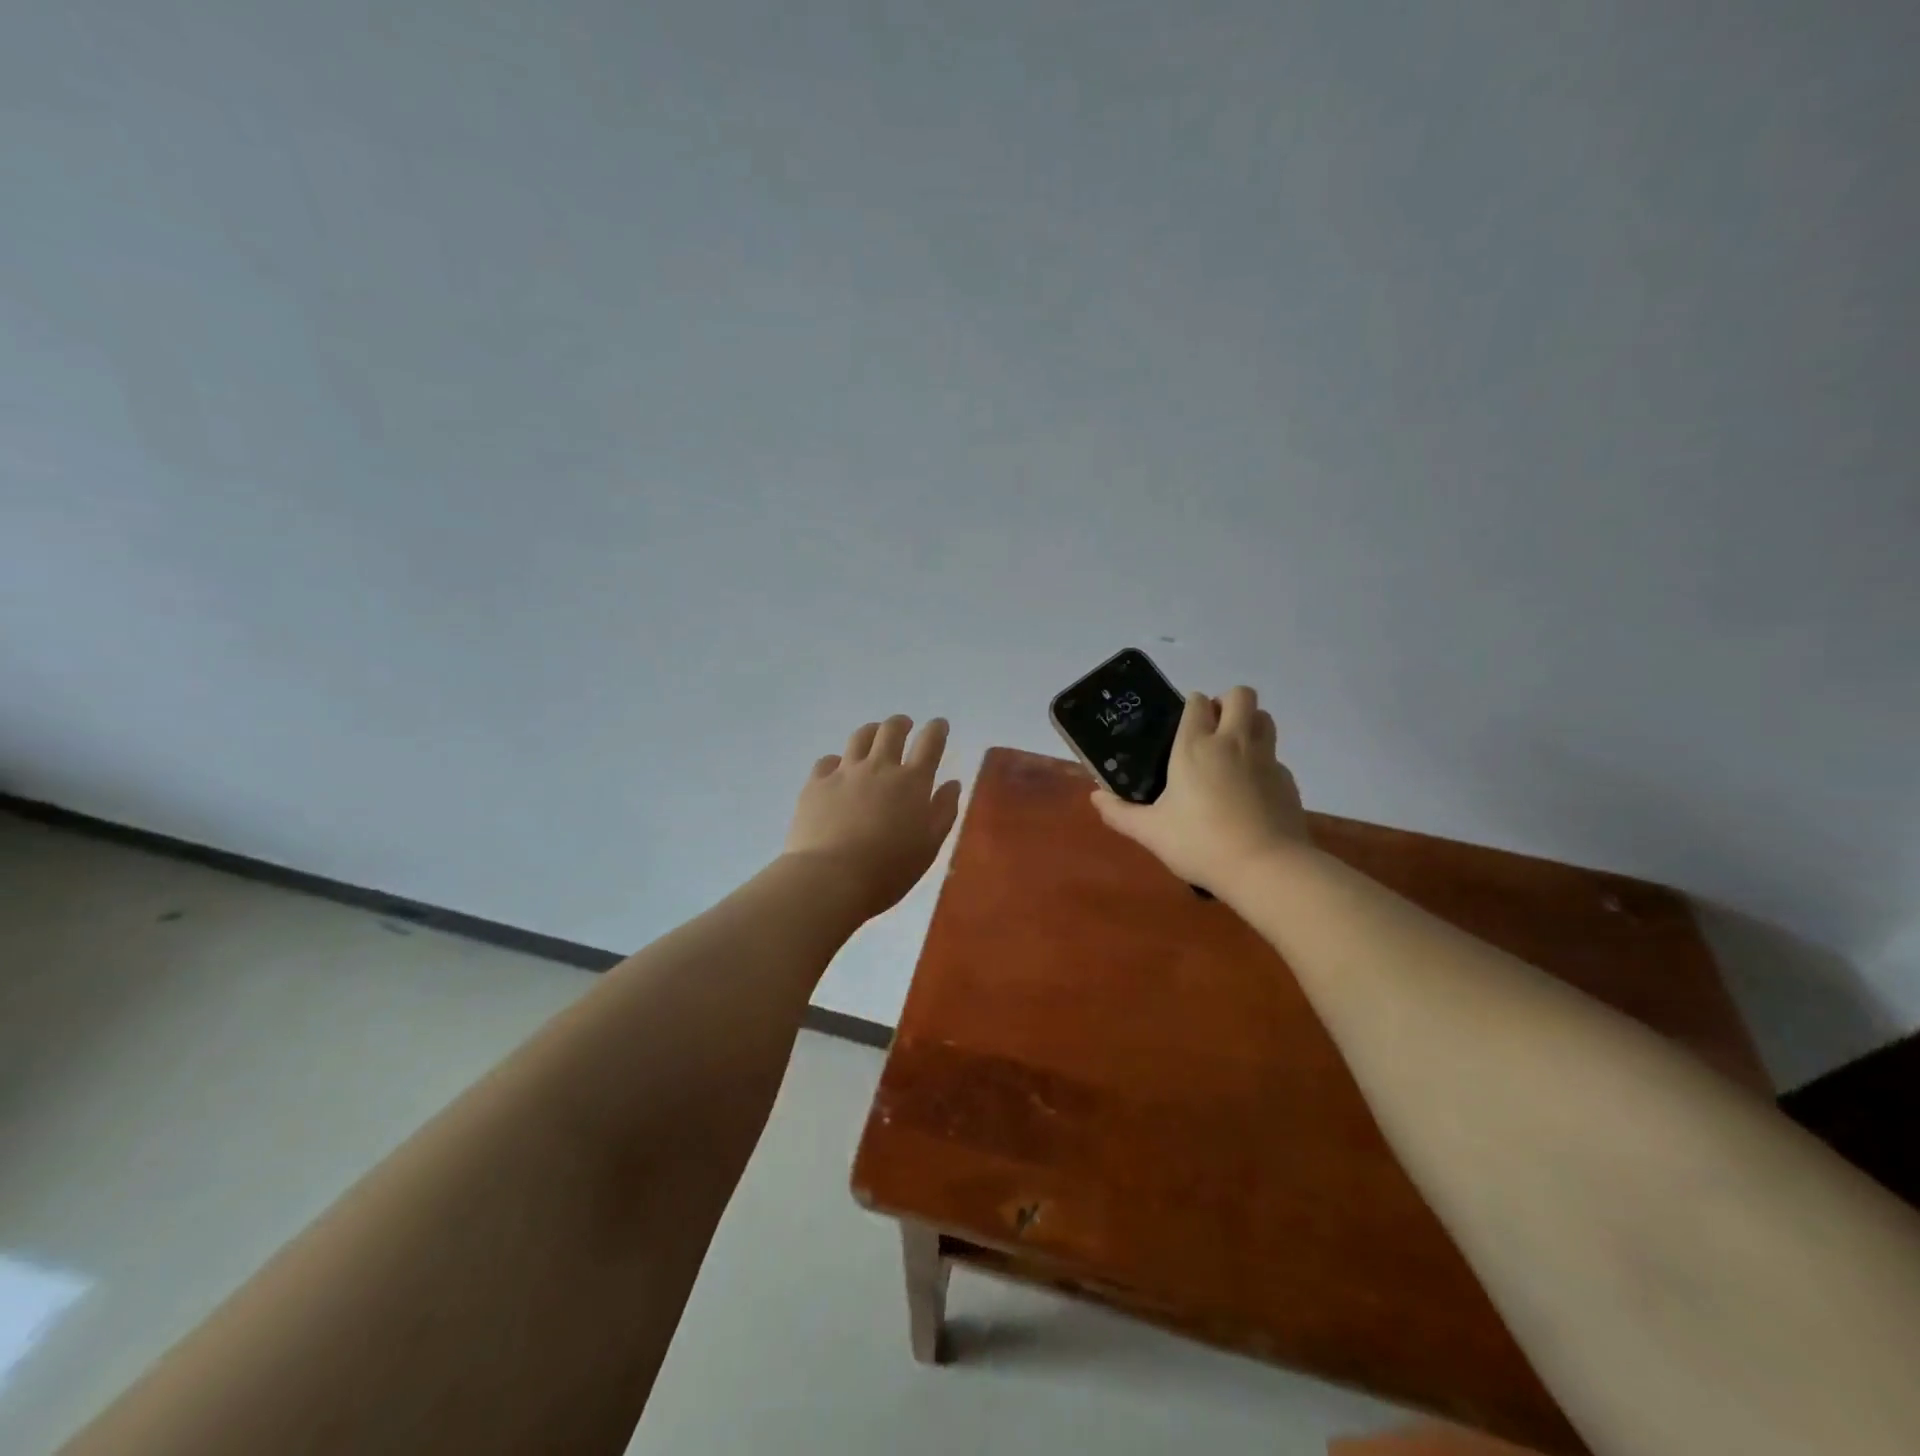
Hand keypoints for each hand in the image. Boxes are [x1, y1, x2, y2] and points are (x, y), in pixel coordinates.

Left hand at [783, 715, 963, 921]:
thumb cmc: (889, 869)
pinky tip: (838, 769)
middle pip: (891, 730)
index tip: (939, 724)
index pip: (929, 743)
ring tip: (873, 735)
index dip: (937, 729)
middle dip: (901, 723)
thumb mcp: (929, 846)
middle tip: (904, 725)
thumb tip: (952, 784)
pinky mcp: (816, 784)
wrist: (830, 878)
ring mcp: (844, 773)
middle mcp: (879, 768)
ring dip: (871, 732)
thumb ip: (943, 811)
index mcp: (912, 782)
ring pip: (859, 737)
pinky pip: (827, 761)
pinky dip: (837, 760)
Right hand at [1091, 687, 1307, 893]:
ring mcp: (1266, 759)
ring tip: (1233, 751)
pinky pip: (1275, 757)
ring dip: (1250, 723)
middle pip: (1240, 696)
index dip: (1191, 706)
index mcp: (1195, 746)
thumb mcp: (1151, 832)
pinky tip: (1250, 790)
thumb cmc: (1200, 843)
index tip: (1182, 723)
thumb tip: (1095, 798)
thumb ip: (1120, 813)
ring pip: (1264, 718)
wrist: (1265, 868)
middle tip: (1212, 730)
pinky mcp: (1287, 781)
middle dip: (1227, 703)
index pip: (1197, 703)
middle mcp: (1233, 742)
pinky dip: (1263, 763)